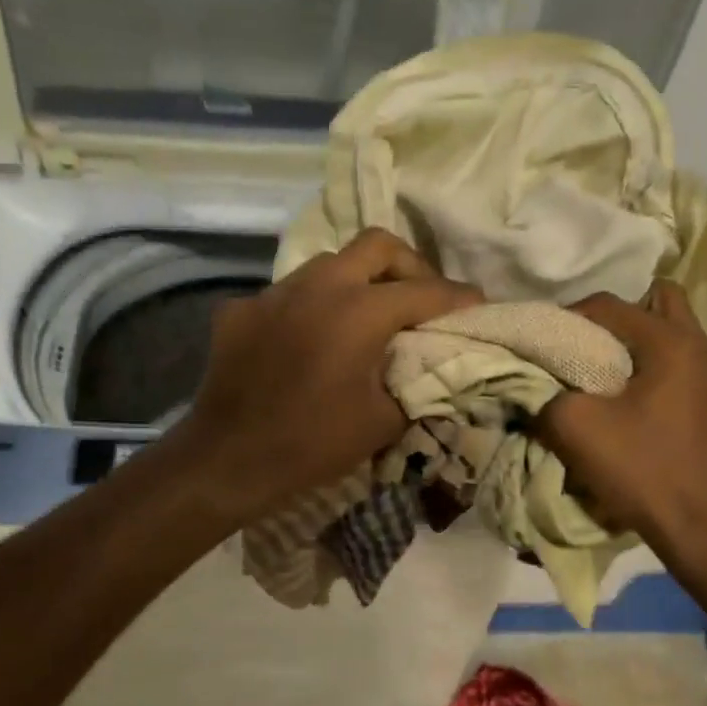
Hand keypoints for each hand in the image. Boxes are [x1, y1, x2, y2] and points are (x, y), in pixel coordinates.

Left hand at [178, 229, 480, 519]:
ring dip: (357, 281)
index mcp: (359, 311)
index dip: (458, 297)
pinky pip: (287, 295)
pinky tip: (308, 341)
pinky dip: (310, 308)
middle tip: (420, 298)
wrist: (229, 460)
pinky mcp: (240, 310)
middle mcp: (317, 286)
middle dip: (409, 265)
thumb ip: (414, 385)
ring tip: (365, 317)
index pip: (424, 291)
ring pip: (328, 263)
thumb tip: (427, 370)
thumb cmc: (313, 444)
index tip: (477, 304)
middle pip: (377, 245)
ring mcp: (273, 293)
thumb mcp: (383, 422)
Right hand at [537, 282, 706, 562]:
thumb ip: (544, 393)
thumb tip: (530, 381)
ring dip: (630, 336)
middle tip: (581, 340)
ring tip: (596, 362)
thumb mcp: (575, 427)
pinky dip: (644, 359)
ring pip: (667, 327)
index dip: (568, 318)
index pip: (609, 305)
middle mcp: (697, 345)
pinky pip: (672, 355)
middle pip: (654, 299)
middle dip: (612, 315)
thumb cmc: (639, 468)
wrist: (693, 523)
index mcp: (670, 342)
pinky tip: (618, 389)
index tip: (541, 342)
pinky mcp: (705, 396)